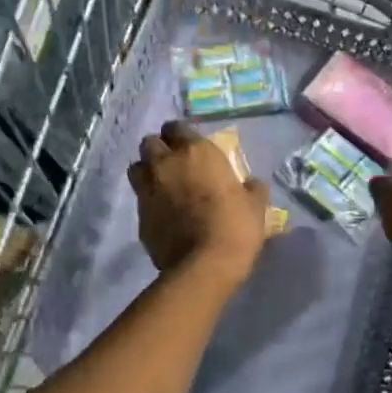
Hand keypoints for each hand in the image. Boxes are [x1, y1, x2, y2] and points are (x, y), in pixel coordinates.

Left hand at [127, 120, 270, 287]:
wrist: (204, 265)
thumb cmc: (235, 226)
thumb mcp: (255, 205)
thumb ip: (252, 188)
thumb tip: (252, 183)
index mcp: (196, 152)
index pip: (176, 127)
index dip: (181, 135)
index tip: (190, 146)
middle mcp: (165, 164)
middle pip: (149, 143)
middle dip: (159, 150)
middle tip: (174, 163)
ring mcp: (148, 189)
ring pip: (136, 168)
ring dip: (147, 171)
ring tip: (161, 185)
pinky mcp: (139, 216)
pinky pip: (140, 199)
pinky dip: (148, 201)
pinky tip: (162, 213)